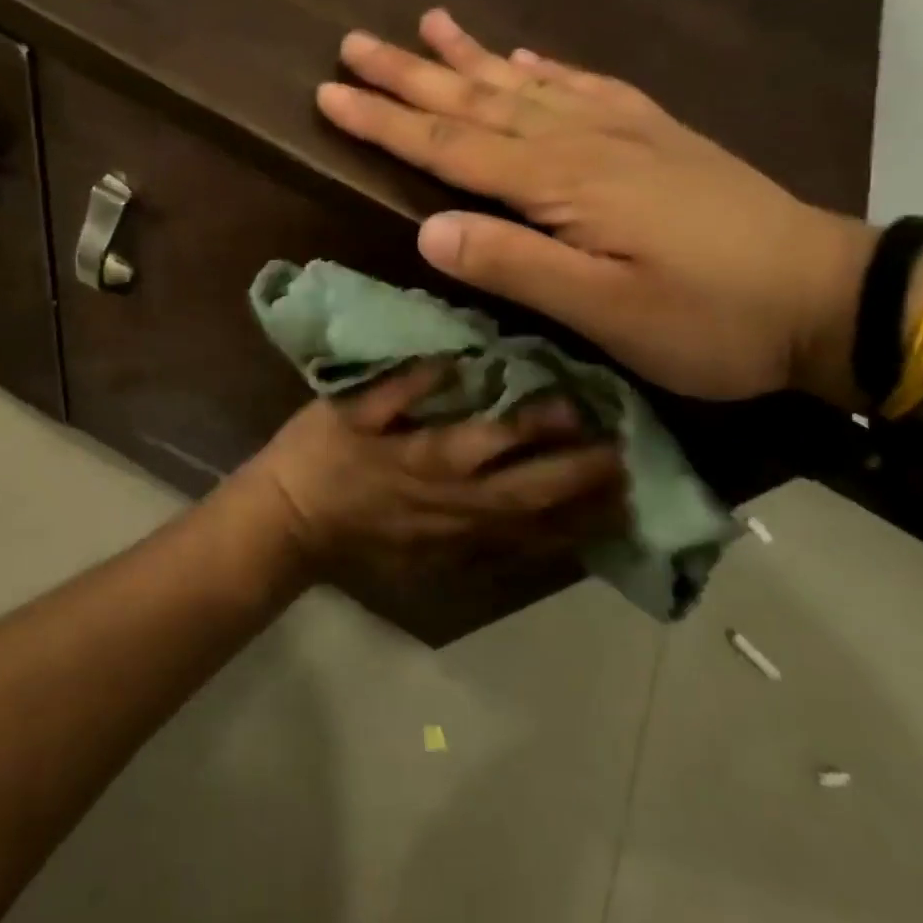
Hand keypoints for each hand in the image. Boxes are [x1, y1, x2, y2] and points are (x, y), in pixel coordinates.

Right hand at [245, 364, 625, 577]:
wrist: (294, 523)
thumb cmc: (319, 454)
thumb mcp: (346, 407)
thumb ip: (399, 384)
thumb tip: (452, 358)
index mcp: (428, 459)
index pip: (496, 440)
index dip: (541, 424)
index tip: (583, 405)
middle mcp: (455, 505)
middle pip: (530, 493)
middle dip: (582, 477)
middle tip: (629, 458)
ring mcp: (457, 541)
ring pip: (533, 533)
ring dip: (581, 517)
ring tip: (627, 501)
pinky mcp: (451, 564)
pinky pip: (513, 559)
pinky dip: (553, 549)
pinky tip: (581, 539)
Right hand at [315, 9, 872, 402]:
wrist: (827, 296)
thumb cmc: (709, 318)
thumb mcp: (606, 312)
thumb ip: (514, 266)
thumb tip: (426, 230)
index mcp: (561, 183)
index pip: (450, 145)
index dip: (385, 122)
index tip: (328, 93)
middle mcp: (583, 140)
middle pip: (478, 101)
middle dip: (410, 75)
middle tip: (354, 41)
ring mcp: (624, 130)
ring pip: (526, 83)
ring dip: (472, 56)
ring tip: (429, 22)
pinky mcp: (657, 135)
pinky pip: (588, 87)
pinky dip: (548, 68)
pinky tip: (528, 55)